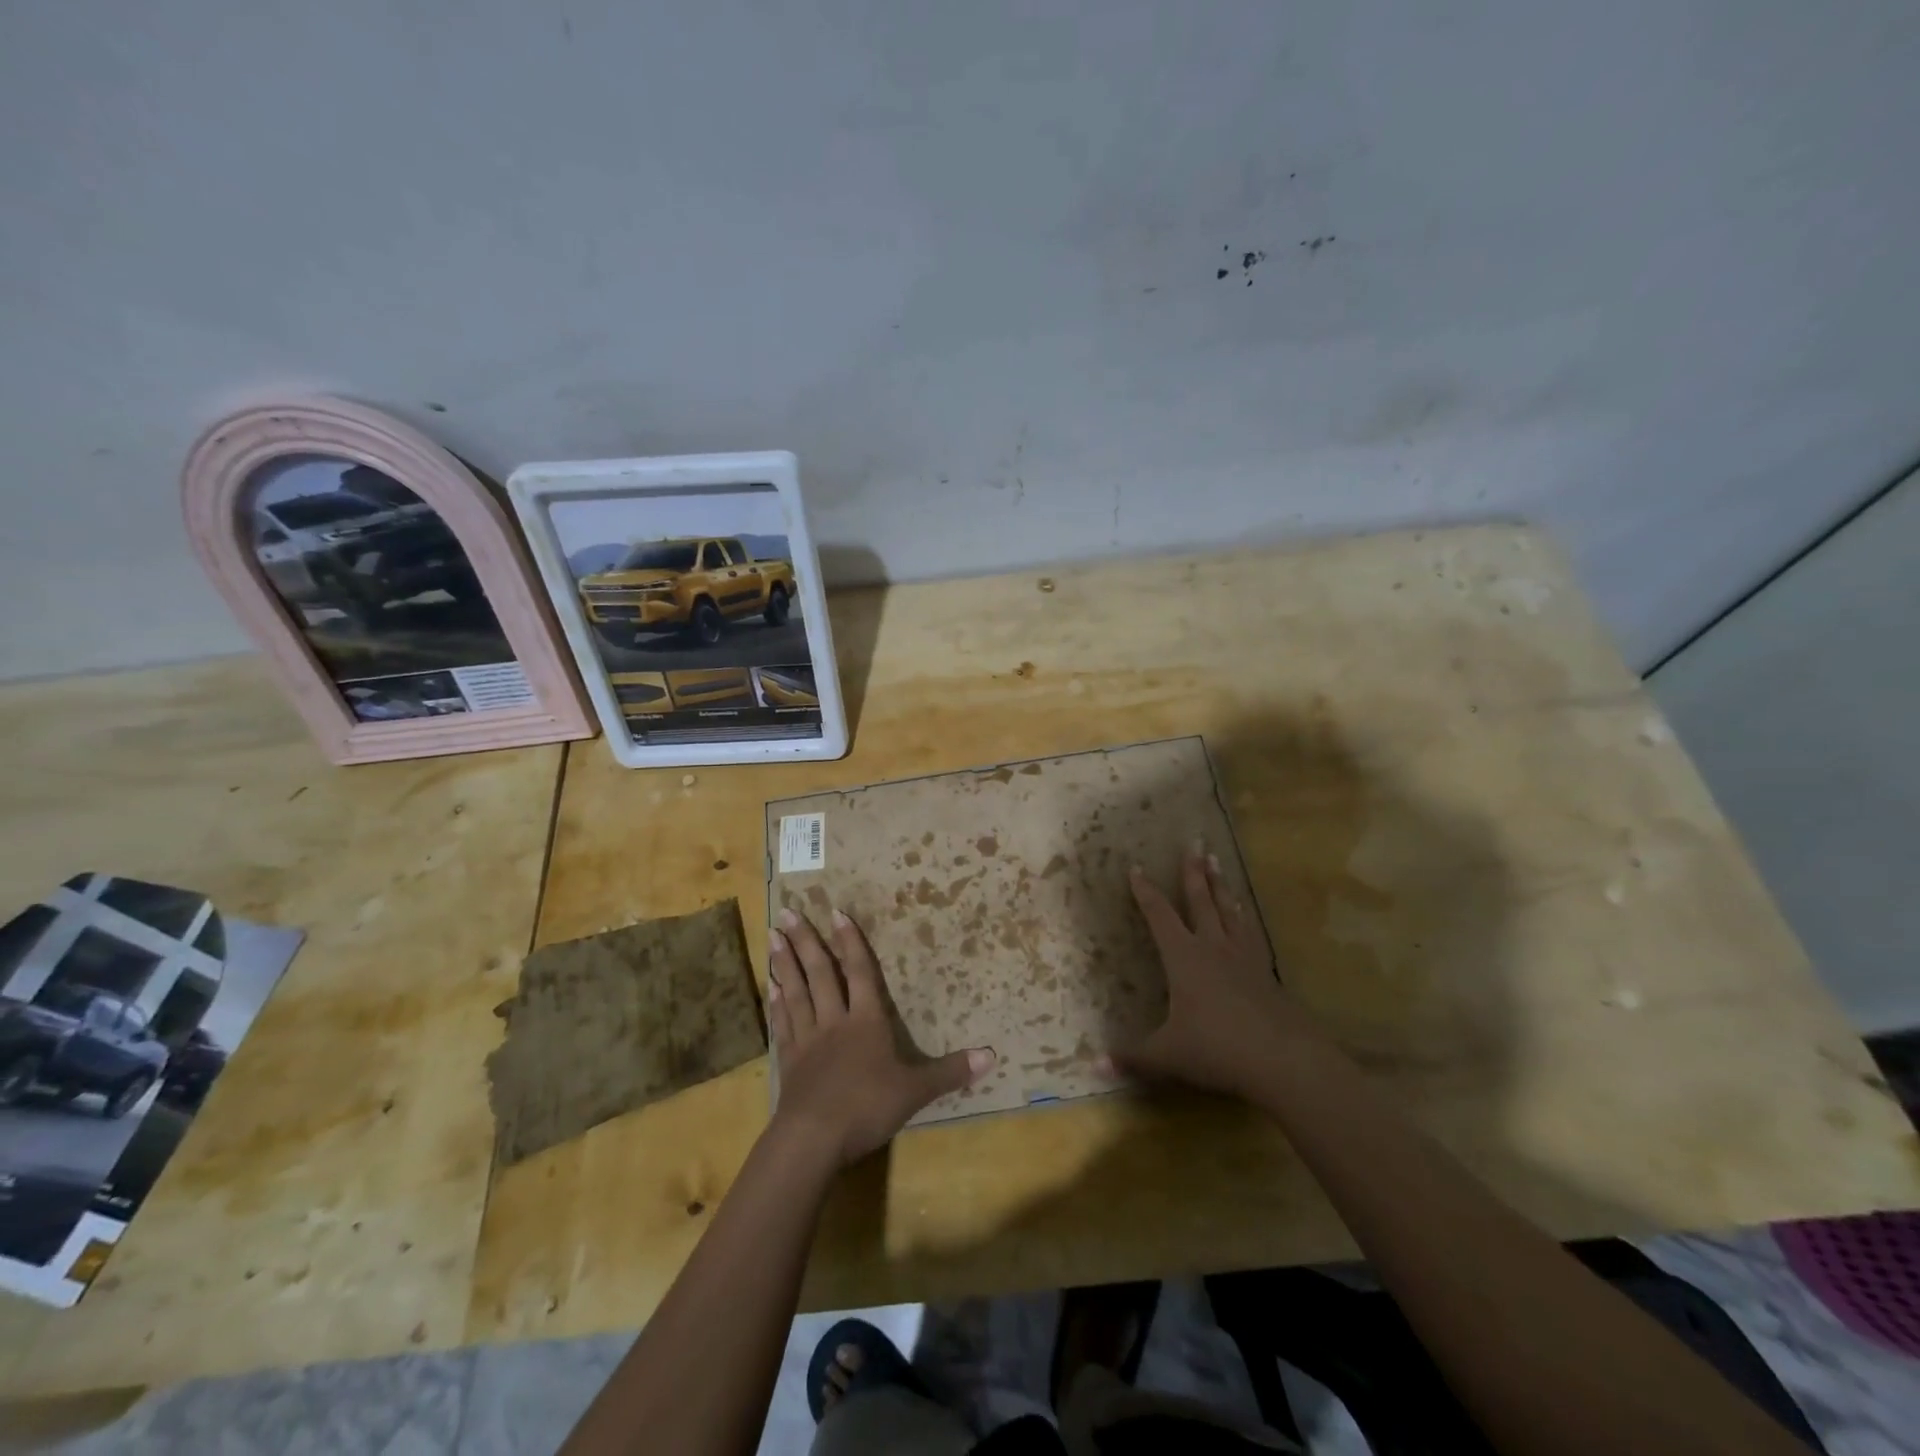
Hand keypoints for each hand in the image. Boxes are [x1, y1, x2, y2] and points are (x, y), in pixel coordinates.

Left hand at [766, 906, 994, 1169]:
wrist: (814, 1138)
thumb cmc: (867, 1107)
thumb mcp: (915, 1090)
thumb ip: (950, 1072)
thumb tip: (992, 1055)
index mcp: (866, 1021)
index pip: (859, 972)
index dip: (850, 942)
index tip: (836, 912)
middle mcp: (834, 1021)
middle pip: (819, 974)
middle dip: (806, 942)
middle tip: (788, 913)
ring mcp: (808, 1039)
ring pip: (796, 992)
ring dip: (785, 963)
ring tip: (773, 937)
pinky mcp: (789, 1061)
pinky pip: (783, 1023)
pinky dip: (777, 1003)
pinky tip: (771, 988)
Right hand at [1105, 842, 1315, 1100]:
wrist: (1284, 1060)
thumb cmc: (1216, 1049)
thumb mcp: (1167, 1056)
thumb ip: (1131, 1058)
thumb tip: (1092, 1066)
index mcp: (1184, 958)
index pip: (1160, 916)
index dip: (1146, 892)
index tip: (1137, 867)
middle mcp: (1213, 948)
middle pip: (1201, 901)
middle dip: (1193, 872)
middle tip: (1194, 843)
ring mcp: (1245, 959)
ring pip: (1230, 912)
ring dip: (1222, 887)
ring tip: (1219, 865)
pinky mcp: (1267, 975)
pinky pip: (1253, 935)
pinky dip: (1246, 919)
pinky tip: (1247, 917)